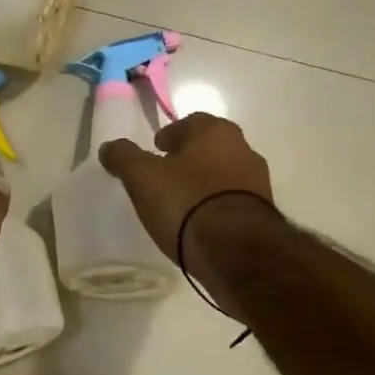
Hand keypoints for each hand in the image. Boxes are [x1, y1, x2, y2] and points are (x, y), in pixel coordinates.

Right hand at [98, 114, 274, 261]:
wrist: (236, 251)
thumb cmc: (185, 201)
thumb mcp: (141, 177)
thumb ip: (123, 157)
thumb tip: (110, 147)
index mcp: (215, 130)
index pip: (189, 122)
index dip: (169, 135)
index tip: (155, 151)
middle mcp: (243, 148)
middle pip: (209, 147)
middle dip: (189, 157)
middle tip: (166, 175)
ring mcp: (258, 181)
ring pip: (224, 173)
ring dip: (205, 182)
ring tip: (182, 203)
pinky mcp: (265, 213)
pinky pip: (233, 201)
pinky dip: (217, 205)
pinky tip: (201, 223)